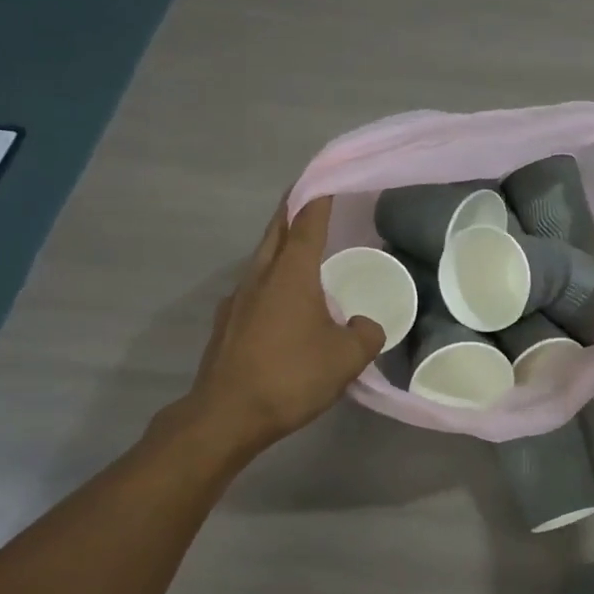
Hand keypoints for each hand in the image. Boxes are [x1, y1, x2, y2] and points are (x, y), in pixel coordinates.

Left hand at [161, 197, 385, 458]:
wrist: (227, 415)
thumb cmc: (291, 376)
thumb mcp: (347, 358)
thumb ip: (366, 334)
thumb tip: (365, 325)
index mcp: (290, 274)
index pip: (306, 222)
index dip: (318, 197)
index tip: (326, 178)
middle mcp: (259, 277)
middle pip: (276, 232)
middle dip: (293, 212)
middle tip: (312, 201)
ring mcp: (237, 300)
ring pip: (262, 260)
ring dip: (282, 248)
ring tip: (304, 252)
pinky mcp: (227, 324)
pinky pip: (254, 289)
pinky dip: (272, 282)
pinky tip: (284, 305)